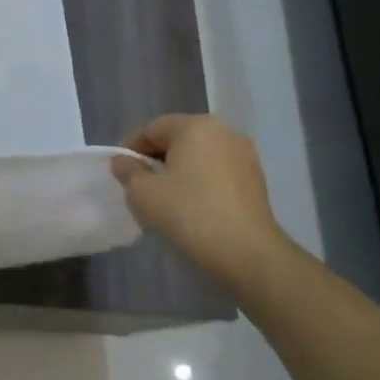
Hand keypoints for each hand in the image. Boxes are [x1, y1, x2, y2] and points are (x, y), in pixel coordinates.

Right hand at [112, 115, 285, 283]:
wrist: (249, 254)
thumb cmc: (190, 214)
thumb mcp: (144, 193)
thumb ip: (127, 171)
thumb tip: (122, 161)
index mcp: (194, 126)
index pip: (152, 129)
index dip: (132, 149)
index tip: (122, 173)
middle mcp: (223, 131)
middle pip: (178, 139)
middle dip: (157, 159)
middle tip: (142, 185)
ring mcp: (244, 154)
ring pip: (199, 155)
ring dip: (180, 170)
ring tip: (167, 197)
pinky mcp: (257, 179)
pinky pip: (218, 171)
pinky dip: (202, 181)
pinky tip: (194, 205)